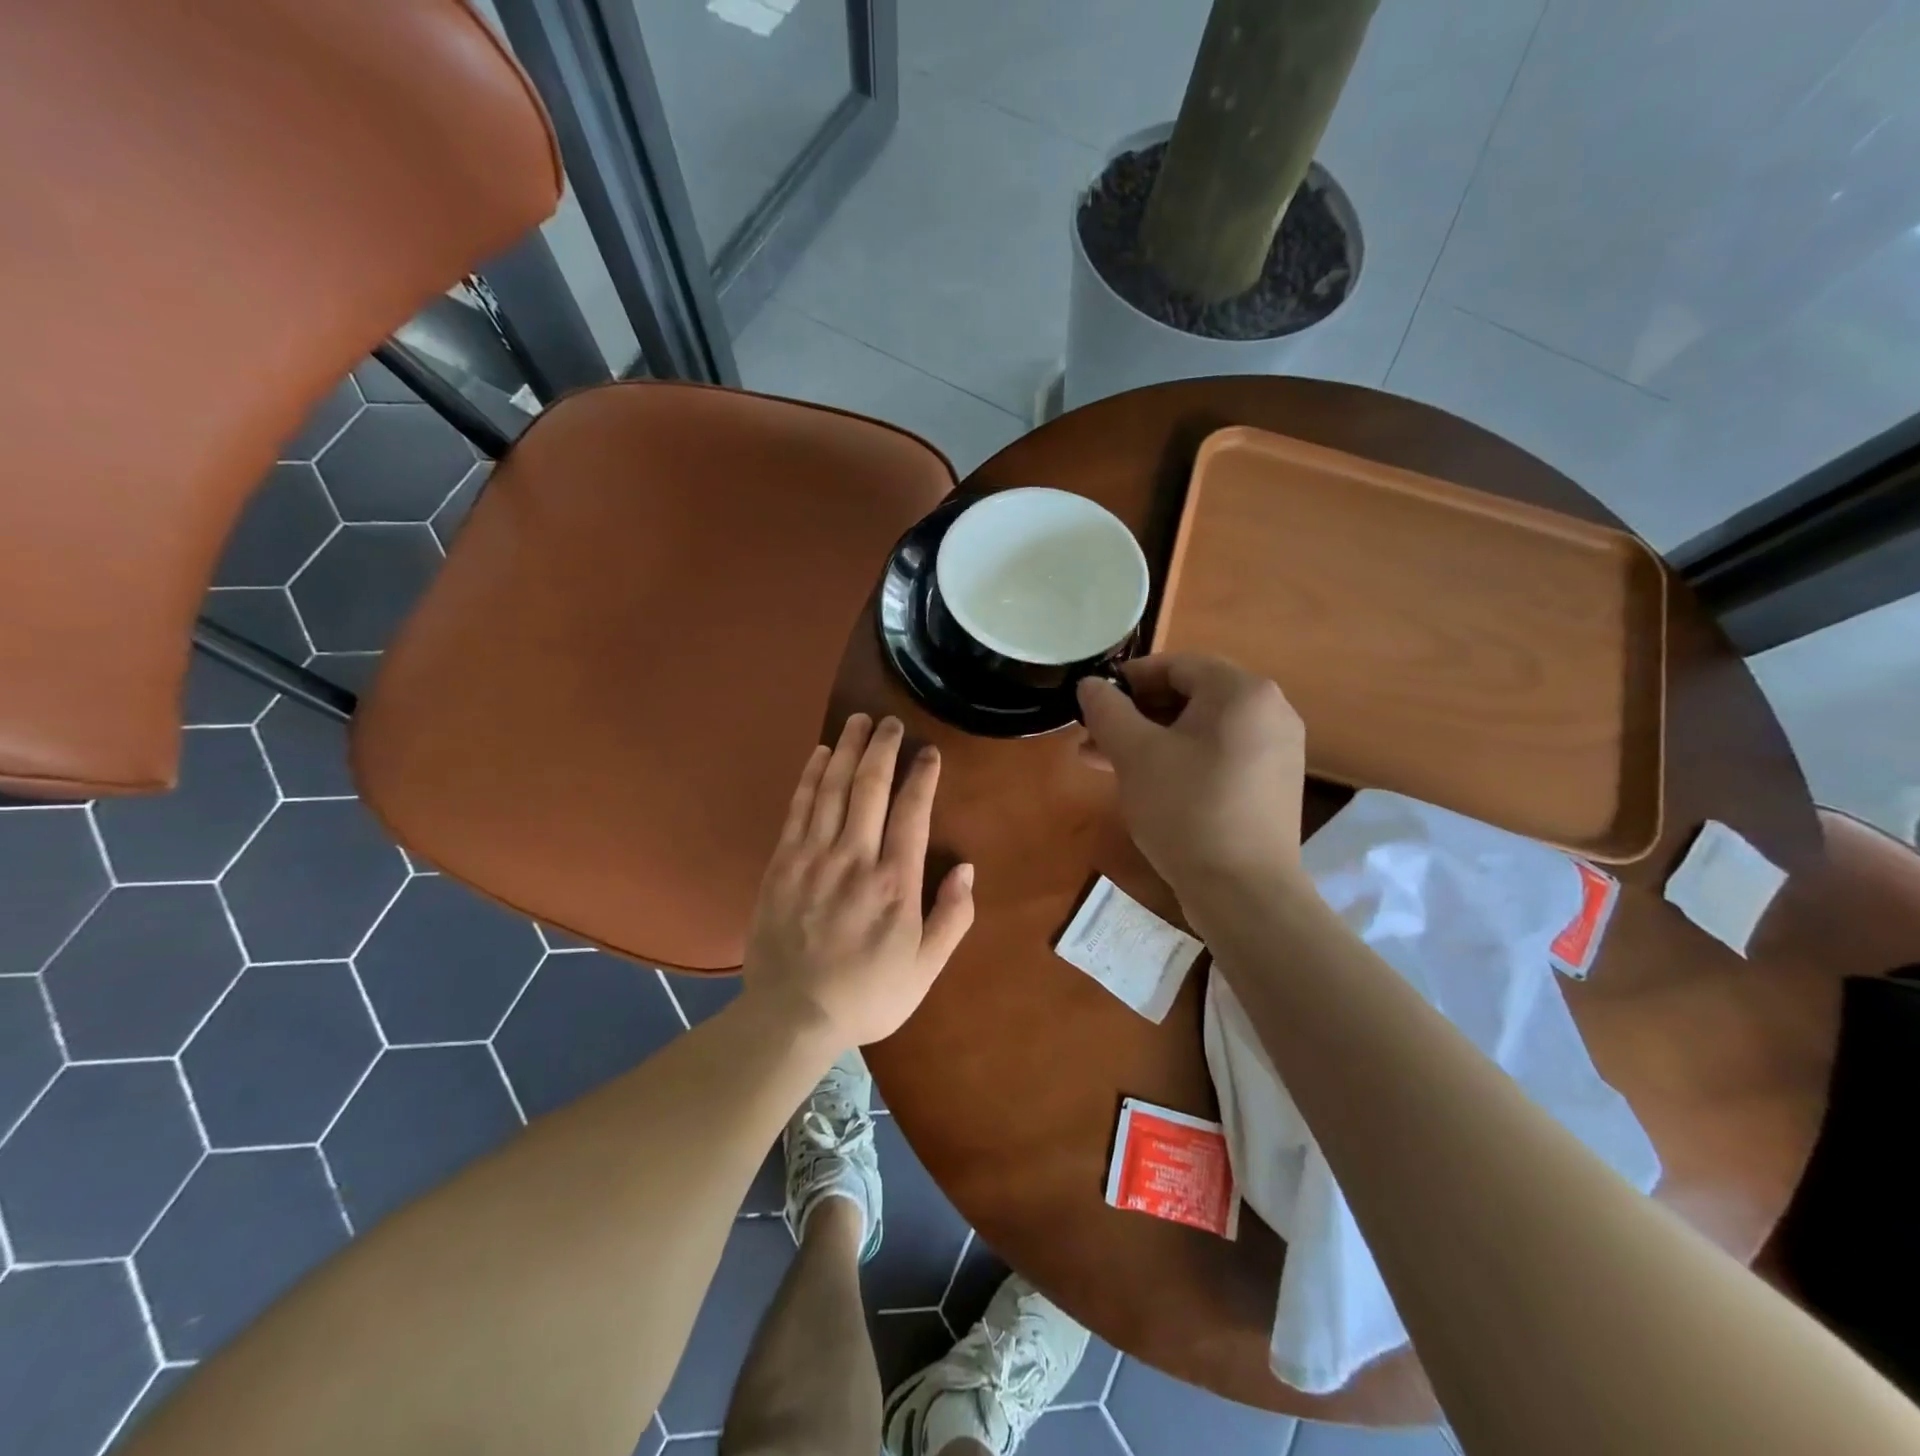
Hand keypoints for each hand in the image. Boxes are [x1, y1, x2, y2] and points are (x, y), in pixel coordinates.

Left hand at [741, 713, 974, 1048]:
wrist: (792, 1017)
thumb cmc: (867, 996)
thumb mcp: (925, 969)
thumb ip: (952, 917)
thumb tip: (966, 869)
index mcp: (895, 883)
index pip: (911, 812)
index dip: (921, 776)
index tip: (927, 752)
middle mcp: (854, 859)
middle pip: (869, 787)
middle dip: (881, 748)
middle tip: (889, 721)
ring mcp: (813, 857)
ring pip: (831, 789)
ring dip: (846, 750)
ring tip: (856, 722)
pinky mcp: (782, 863)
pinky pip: (798, 808)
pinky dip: (810, 777)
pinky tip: (819, 755)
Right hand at [1076, 653, 1306, 895]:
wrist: (1244, 892)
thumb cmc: (1186, 809)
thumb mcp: (1135, 754)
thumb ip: (1107, 710)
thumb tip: (1091, 685)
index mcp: (1242, 692)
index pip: (1176, 665)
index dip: (1128, 679)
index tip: (1093, 702)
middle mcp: (1269, 711)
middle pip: (1189, 696)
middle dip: (1135, 715)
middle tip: (1092, 737)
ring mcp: (1276, 750)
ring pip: (1200, 730)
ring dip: (1150, 740)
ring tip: (1104, 763)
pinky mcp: (1271, 784)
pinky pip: (1218, 755)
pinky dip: (1180, 759)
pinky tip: (1143, 782)